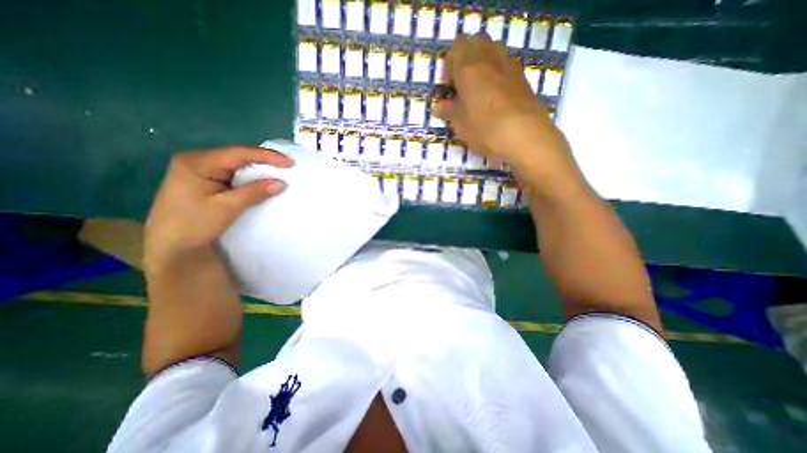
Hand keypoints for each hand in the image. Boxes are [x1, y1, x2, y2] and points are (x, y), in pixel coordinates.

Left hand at [143, 146, 290, 269]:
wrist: (170, 246)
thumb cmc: (193, 225)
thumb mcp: (227, 208)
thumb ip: (255, 192)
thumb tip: (281, 183)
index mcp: (196, 162)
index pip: (238, 153)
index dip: (266, 156)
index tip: (289, 163)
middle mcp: (197, 160)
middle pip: (237, 156)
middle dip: (264, 160)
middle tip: (288, 166)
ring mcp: (200, 169)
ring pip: (236, 165)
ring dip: (258, 169)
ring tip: (280, 172)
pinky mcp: (205, 180)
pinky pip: (232, 174)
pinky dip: (249, 177)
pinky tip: (262, 180)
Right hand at [435, 31, 562, 159]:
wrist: (522, 133)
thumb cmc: (483, 127)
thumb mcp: (459, 123)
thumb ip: (448, 111)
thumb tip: (440, 106)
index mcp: (468, 66)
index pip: (455, 48)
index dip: (449, 66)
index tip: (449, 89)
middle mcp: (489, 57)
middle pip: (476, 42)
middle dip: (467, 59)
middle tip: (463, 85)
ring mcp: (509, 64)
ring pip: (493, 51)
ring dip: (483, 65)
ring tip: (480, 91)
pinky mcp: (523, 76)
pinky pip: (506, 66)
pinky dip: (498, 74)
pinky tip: (496, 98)